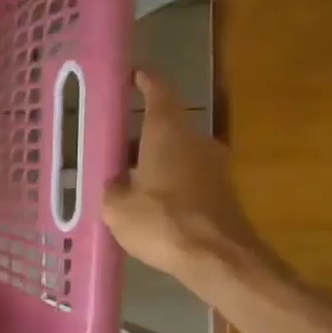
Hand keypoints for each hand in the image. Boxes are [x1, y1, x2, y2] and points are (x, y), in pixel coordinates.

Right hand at [101, 70, 263, 283]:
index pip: (158, 91)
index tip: (132, 74)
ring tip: (123, 177)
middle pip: (166, 125)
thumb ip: (111, 187)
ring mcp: (213, 166)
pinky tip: (146, 202)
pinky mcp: (220, 191)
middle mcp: (195, 141)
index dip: (145, 80)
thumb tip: (115, 181)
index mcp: (167, 133)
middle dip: (139, 133)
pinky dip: (165, 181)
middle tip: (111, 144)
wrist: (217, 258)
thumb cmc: (161, 222)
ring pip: (176, 152)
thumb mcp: (116, 206)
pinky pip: (185, 176)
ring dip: (152, 160)